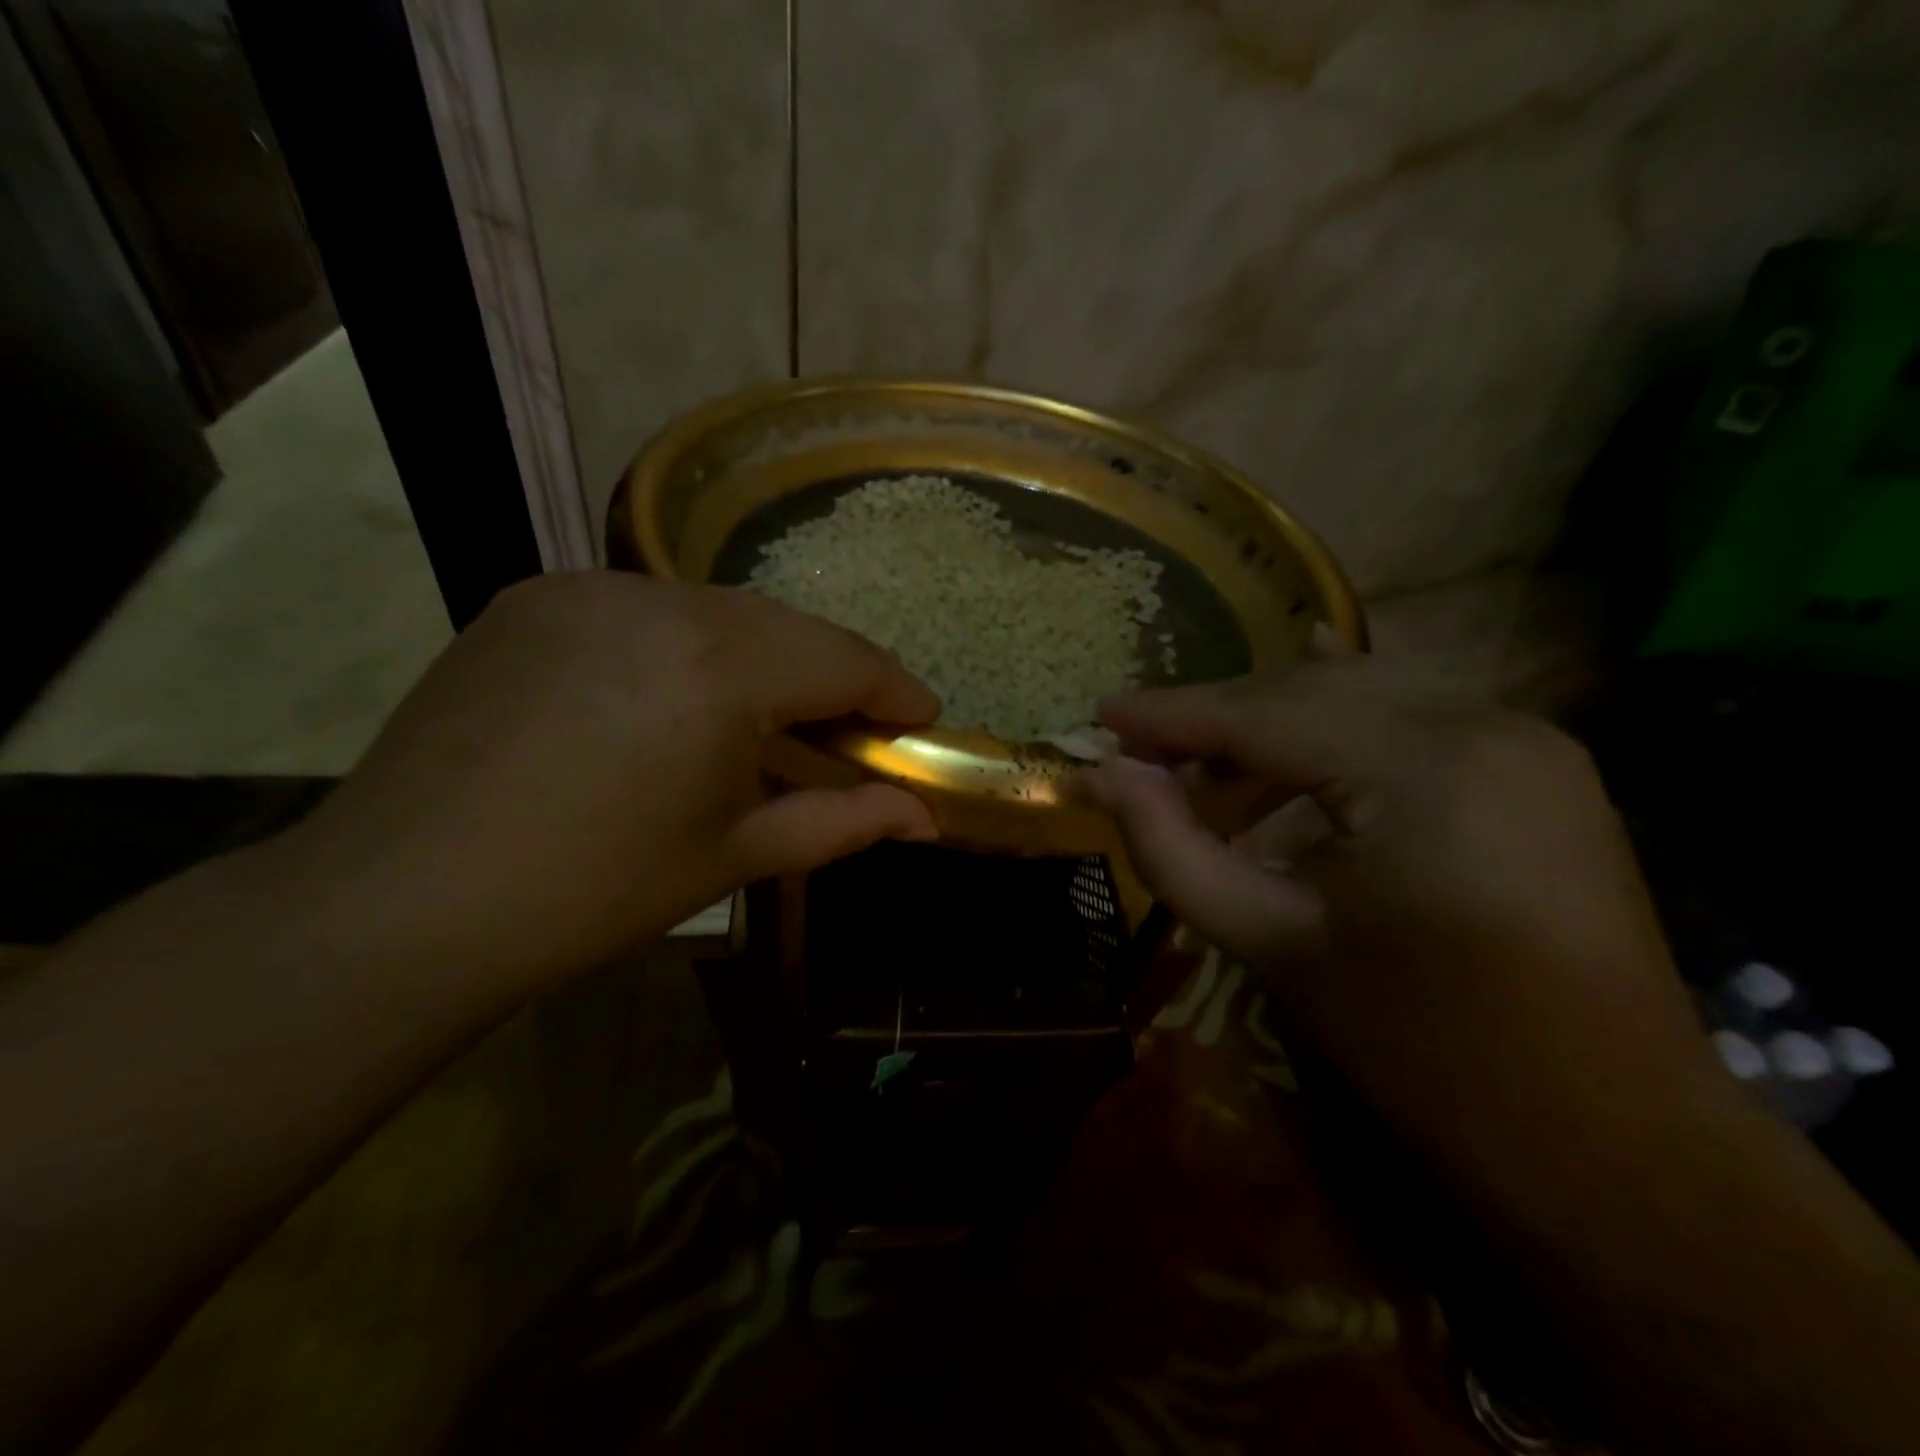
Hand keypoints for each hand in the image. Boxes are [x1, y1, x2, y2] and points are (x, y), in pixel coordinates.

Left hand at [275, 572, 938, 994]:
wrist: (401, 904)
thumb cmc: (595, 892)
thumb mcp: (736, 855)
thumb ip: (843, 822)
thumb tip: (924, 821)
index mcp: (721, 668)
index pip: (843, 657)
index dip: (894, 688)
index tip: (923, 717)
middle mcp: (661, 602)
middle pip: (785, 626)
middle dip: (830, 674)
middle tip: (850, 730)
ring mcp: (588, 590)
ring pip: (716, 610)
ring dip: (759, 658)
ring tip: (763, 720)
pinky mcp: (533, 597)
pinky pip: (646, 609)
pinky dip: (687, 646)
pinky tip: (674, 700)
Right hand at [1083, 658, 1725, 1151]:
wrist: (1611, 1143)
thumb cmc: (1425, 1050)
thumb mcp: (1273, 941)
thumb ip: (1172, 848)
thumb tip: (1103, 776)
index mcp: (1425, 766)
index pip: (1264, 714)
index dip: (1171, 713)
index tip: (1101, 713)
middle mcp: (1484, 722)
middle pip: (1310, 691)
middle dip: (1217, 715)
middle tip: (1141, 747)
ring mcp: (1525, 738)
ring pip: (1360, 697)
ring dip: (1272, 725)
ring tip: (1204, 769)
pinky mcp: (1538, 766)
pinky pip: (1412, 719)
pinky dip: (1339, 727)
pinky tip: (1297, 718)